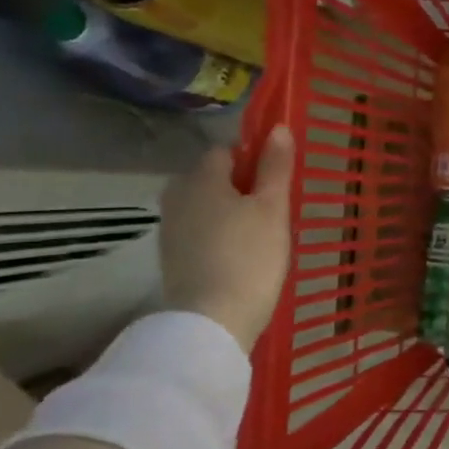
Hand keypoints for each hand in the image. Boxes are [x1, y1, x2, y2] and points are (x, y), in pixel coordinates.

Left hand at [158, 127, 293, 352]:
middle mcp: (177, 197)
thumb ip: (275, 167)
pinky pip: (200, 231)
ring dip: (230, 212)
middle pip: (212, 179)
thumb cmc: (250, 255)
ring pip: (206, 206)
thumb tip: (277, 128)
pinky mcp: (172, 257)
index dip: (253, 159)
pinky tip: (241, 254)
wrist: (213, 320)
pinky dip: (219, 235)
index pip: (226, 151)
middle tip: (273, 208)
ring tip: (262, 233)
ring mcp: (171, 229)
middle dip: (240, 186)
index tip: (277, 180)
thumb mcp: (272, 207)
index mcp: (200, 178)